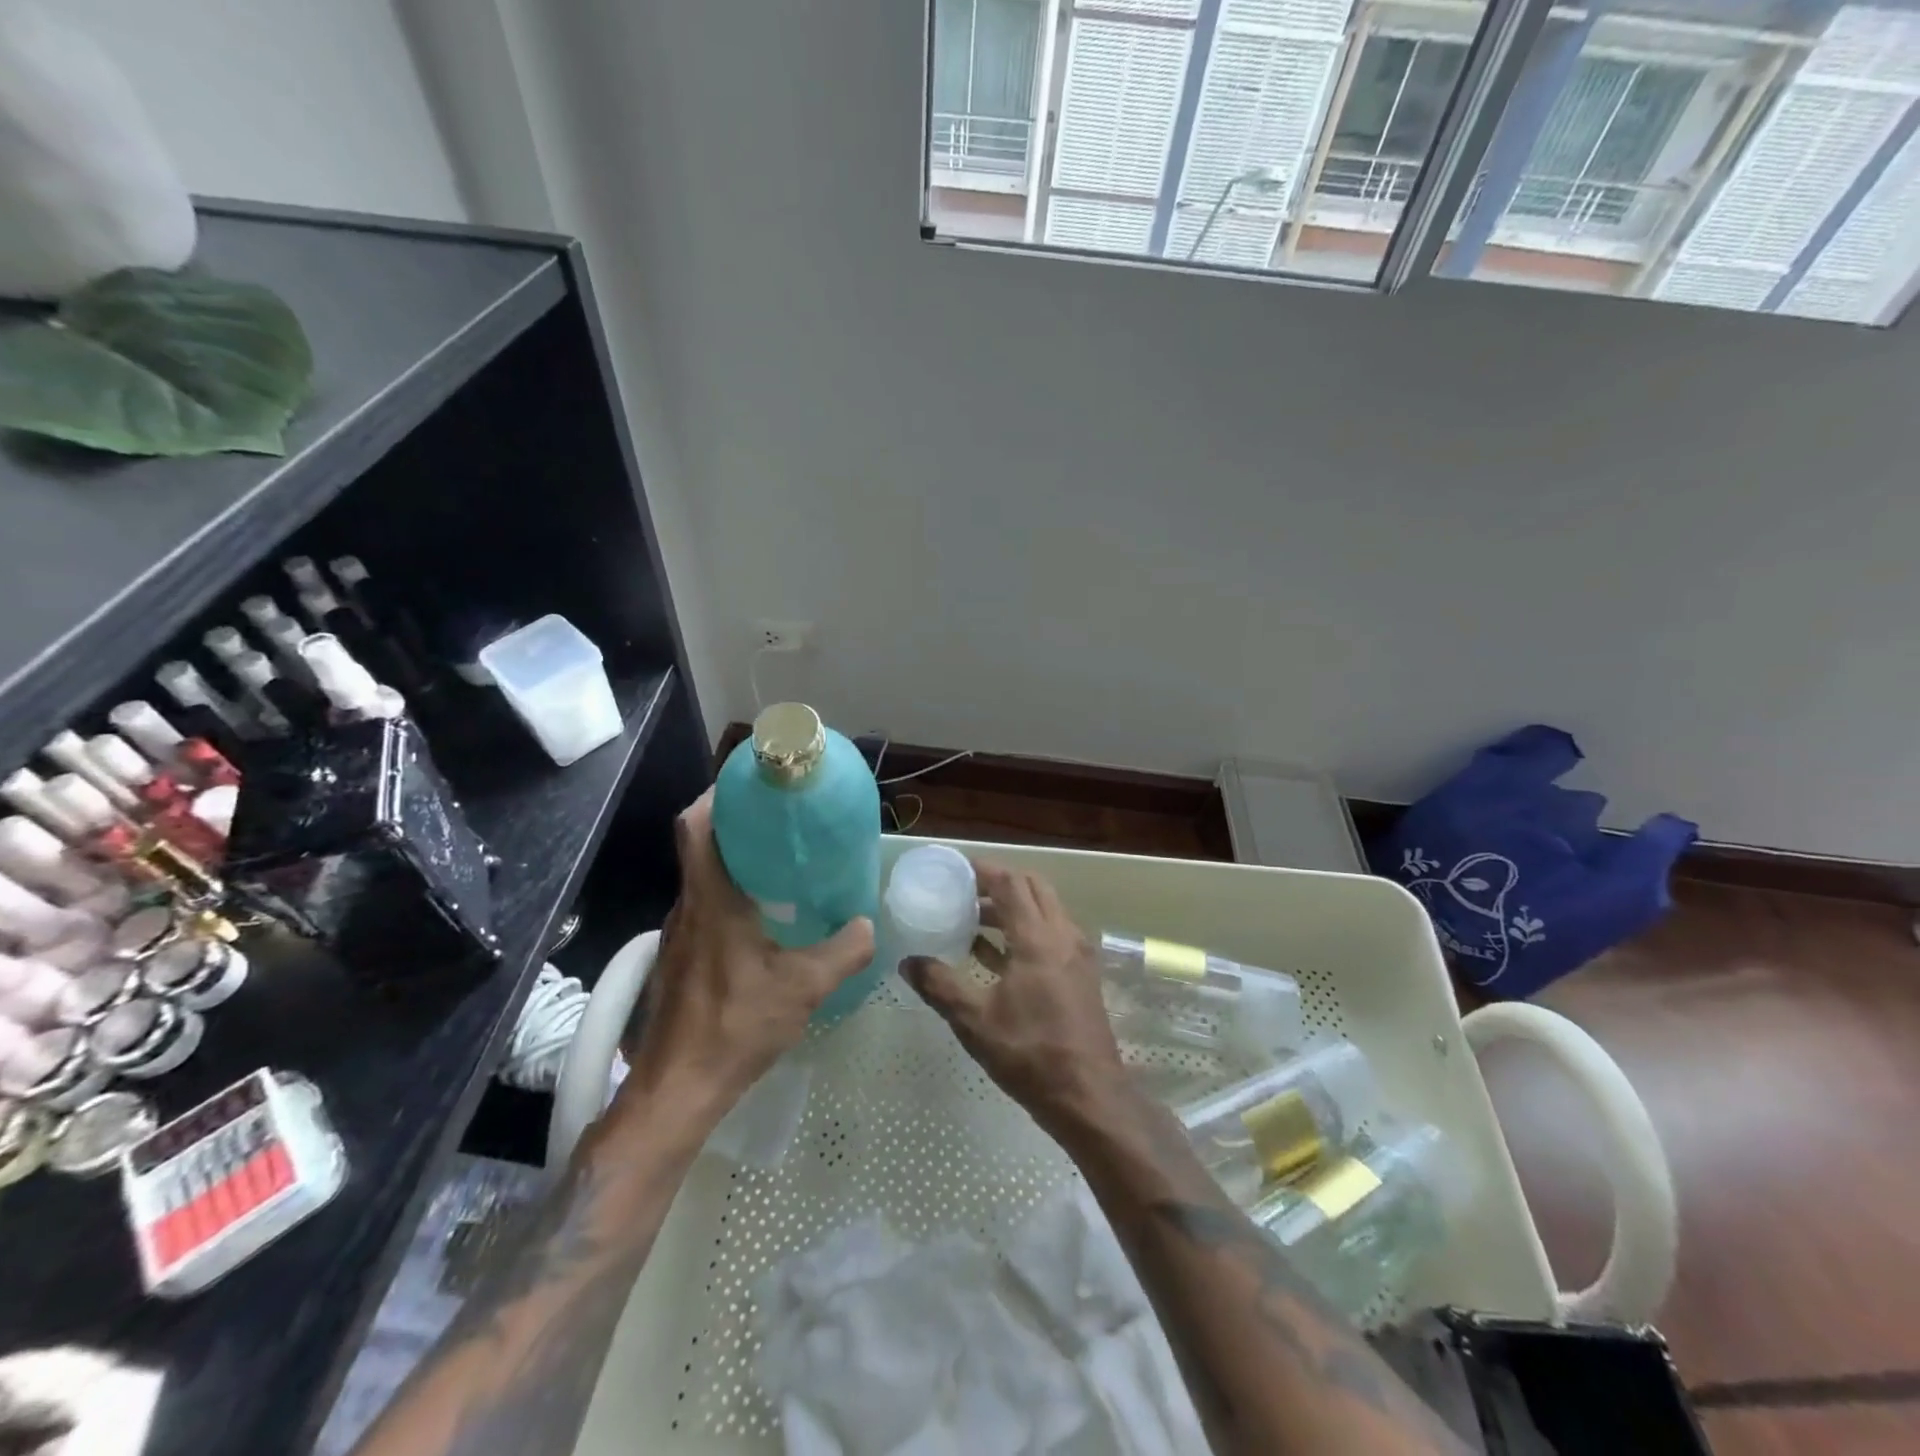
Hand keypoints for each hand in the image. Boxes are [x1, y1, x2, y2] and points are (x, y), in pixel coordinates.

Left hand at [623, 790, 874, 1119]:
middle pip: (700, 845)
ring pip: (702, 878)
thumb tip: (869, 925)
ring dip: (734, 861)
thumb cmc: (735, 1026)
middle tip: (783, 820)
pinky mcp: (679, 959)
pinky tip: (763, 920)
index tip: (750, 784)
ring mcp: (679, 934)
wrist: (677, 1090)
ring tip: (781, 863)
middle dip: (736, 823)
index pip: (695, 826)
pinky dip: (730, 895)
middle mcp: (688, 906)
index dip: (716, 795)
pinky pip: (704, 908)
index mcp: (711, 899)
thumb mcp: (804, 987)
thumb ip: (844, 951)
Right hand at [901, 860, 1126, 1135]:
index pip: (1011, 884)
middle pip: (1033, 888)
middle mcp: (1062, 935)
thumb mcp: (975, 1021)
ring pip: (1045, 910)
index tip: (956, 869)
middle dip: (1000, 883)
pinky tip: (995, 954)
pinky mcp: (1080, 974)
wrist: (1088, 1096)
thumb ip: (940, 985)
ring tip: (974, 920)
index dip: (983, 870)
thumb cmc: (1030, 1053)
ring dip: (1012, 907)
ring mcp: (1076, 954)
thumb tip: (907, 962)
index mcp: (1038, 938)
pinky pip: (1051, 934)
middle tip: (965, 891)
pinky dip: (1025, 930)